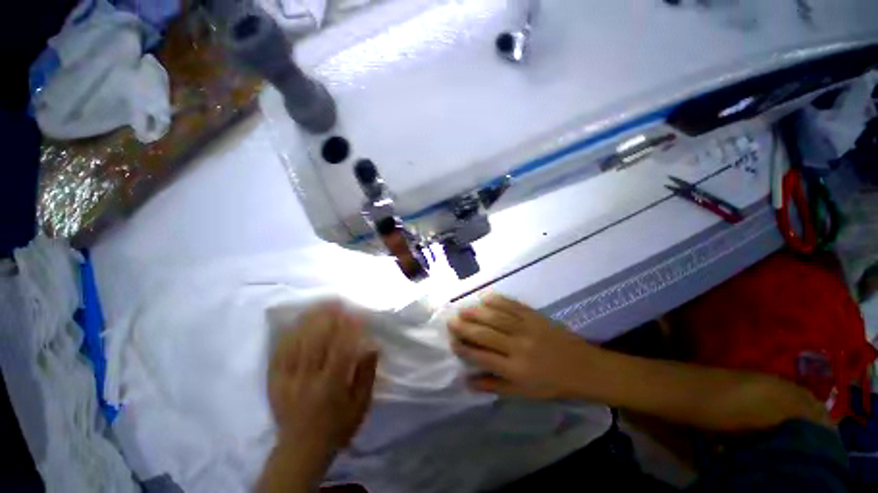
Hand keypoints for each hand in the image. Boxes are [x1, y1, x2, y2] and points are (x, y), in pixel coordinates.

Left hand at [268, 301, 377, 455]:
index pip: (341, 348)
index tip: (355, 312)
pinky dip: (288, 336)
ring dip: (308, 321)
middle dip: (326, 318)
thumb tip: (372, 345)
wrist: (301, 450)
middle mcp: (307, 379)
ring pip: (296, 344)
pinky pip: (279, 354)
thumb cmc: (338, 426)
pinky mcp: (275, 382)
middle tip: (335, 301)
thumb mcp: (361, 405)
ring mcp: (287, 380)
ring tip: (318, 305)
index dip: (348, 328)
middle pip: (315, 341)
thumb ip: (366, 374)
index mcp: (331, 385)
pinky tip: (296, 323)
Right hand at [448, 294, 598, 399]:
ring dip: (476, 312)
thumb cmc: (553, 385)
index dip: (464, 349)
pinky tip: (486, 297)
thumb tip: (467, 381)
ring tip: (463, 310)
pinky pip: (513, 305)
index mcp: (516, 370)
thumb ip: (494, 386)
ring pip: (496, 317)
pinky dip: (498, 300)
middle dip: (465, 328)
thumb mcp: (524, 394)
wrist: (585, 368)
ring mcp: (527, 328)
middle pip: (485, 334)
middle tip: (451, 321)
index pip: (482, 357)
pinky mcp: (535, 316)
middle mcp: (518, 347)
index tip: (452, 342)